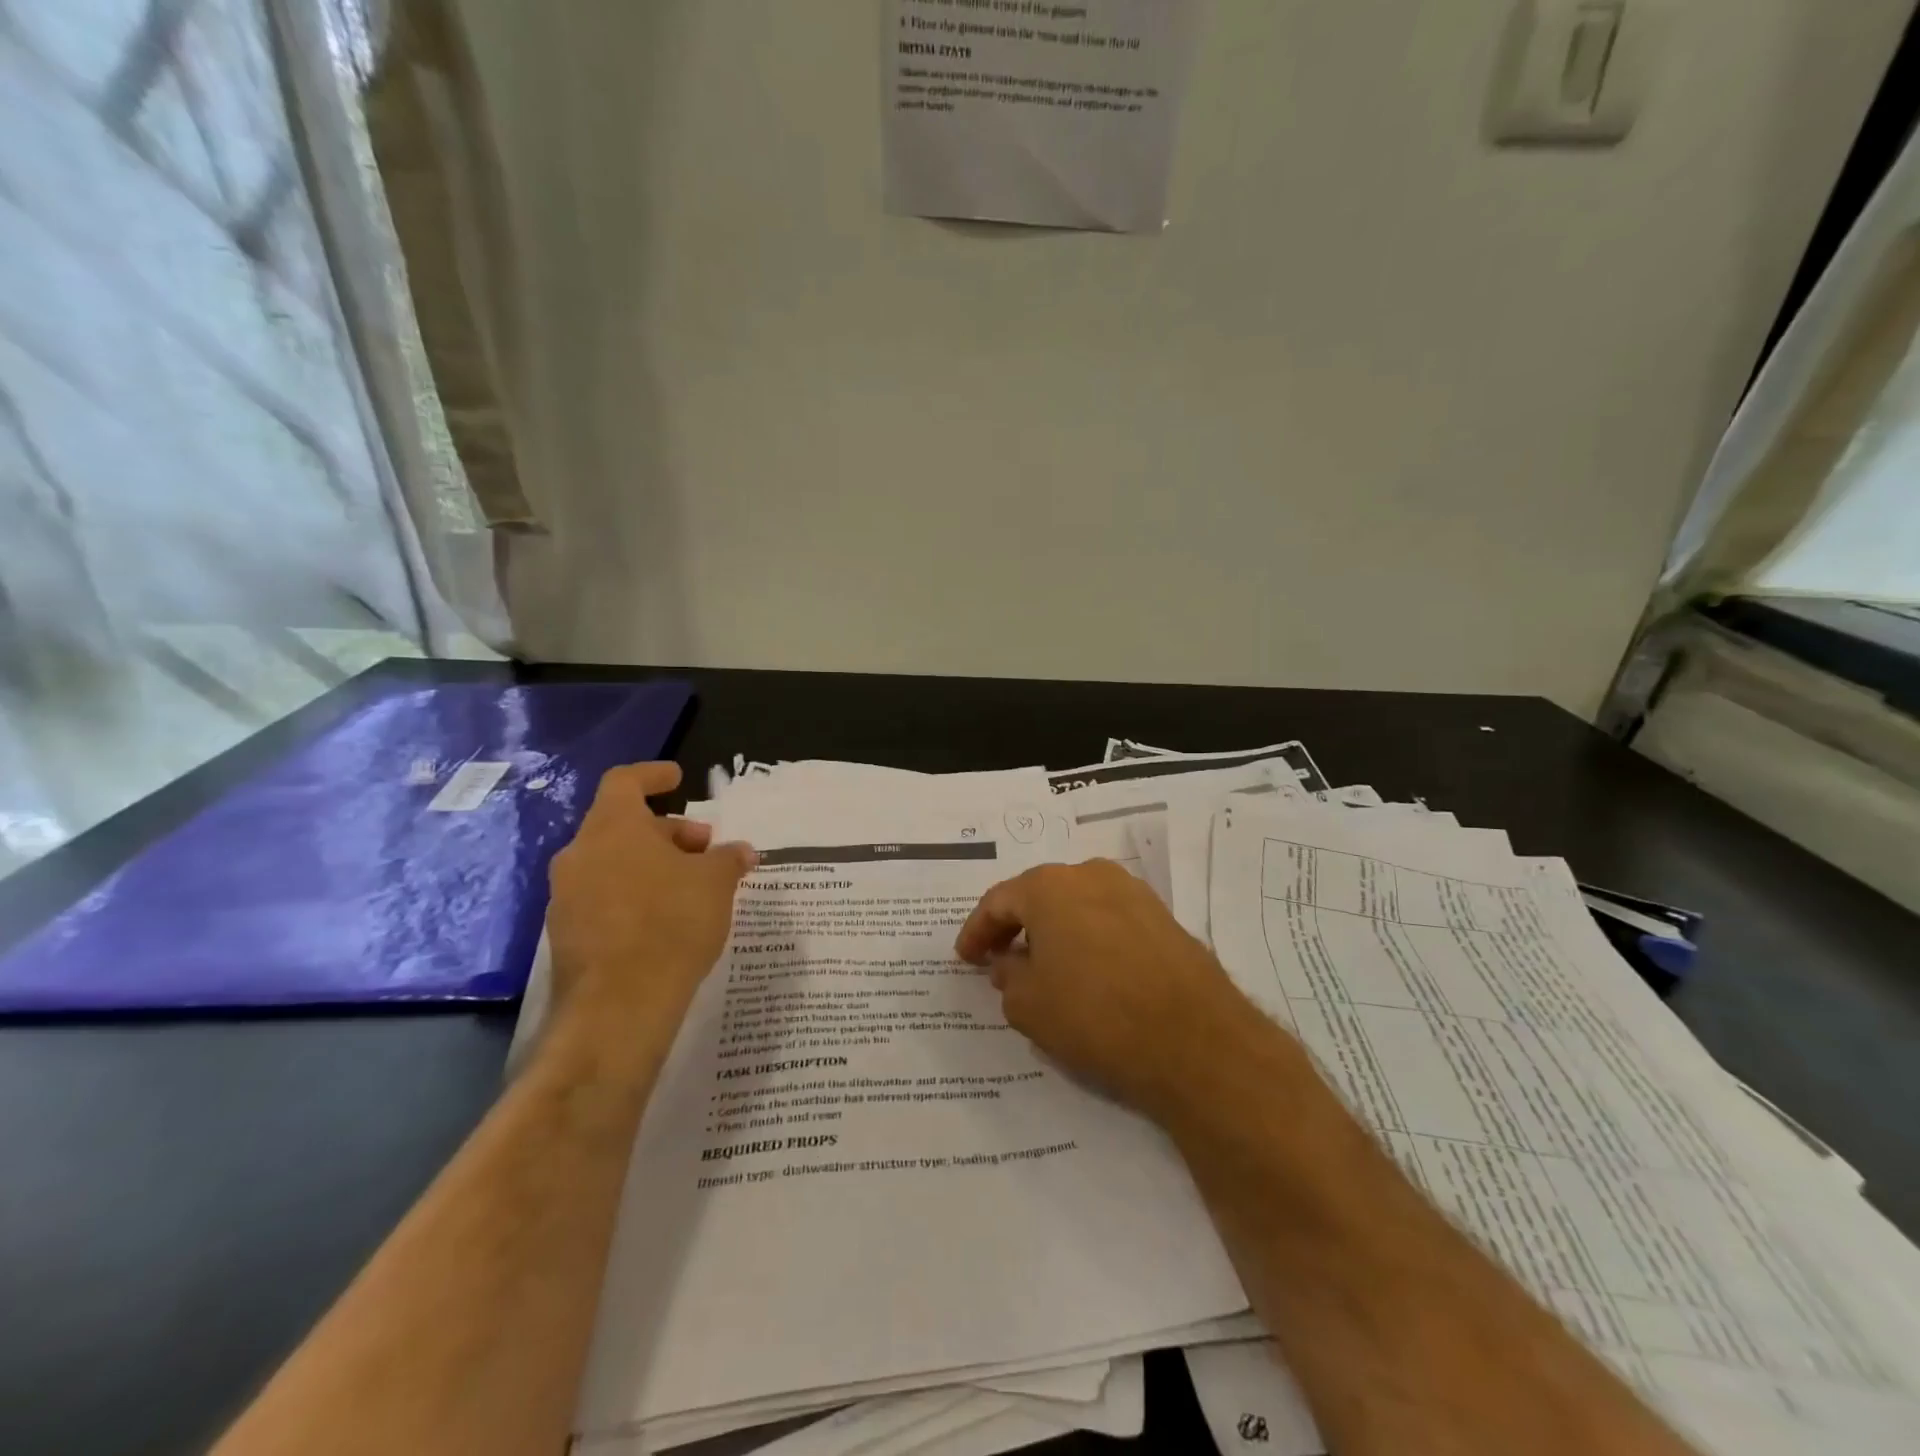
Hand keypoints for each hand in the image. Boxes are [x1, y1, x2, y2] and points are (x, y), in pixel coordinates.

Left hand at [547, 763, 755, 1037]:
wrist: (619, 1005)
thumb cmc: (671, 923)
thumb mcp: (716, 883)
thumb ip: (727, 859)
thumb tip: (740, 851)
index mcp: (613, 827)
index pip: (625, 782)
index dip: (653, 775)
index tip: (678, 778)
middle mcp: (580, 854)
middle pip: (622, 825)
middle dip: (667, 831)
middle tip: (704, 849)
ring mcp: (567, 896)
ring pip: (612, 863)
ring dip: (651, 865)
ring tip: (691, 885)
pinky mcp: (566, 934)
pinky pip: (603, 897)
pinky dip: (634, 894)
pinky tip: (666, 919)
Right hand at [954, 860, 1259, 1118]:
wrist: (1194, 1040)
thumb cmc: (1095, 1016)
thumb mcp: (1028, 1005)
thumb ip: (1008, 976)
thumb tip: (1011, 963)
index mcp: (1049, 886)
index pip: (999, 901)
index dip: (976, 931)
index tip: (965, 958)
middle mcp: (1090, 874)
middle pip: (1039, 895)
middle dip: (1015, 926)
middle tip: (999, 959)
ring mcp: (1133, 893)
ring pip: (1077, 905)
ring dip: (1055, 931)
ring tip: (1043, 966)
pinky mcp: (1163, 917)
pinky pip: (1109, 920)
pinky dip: (1088, 938)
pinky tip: (1087, 971)